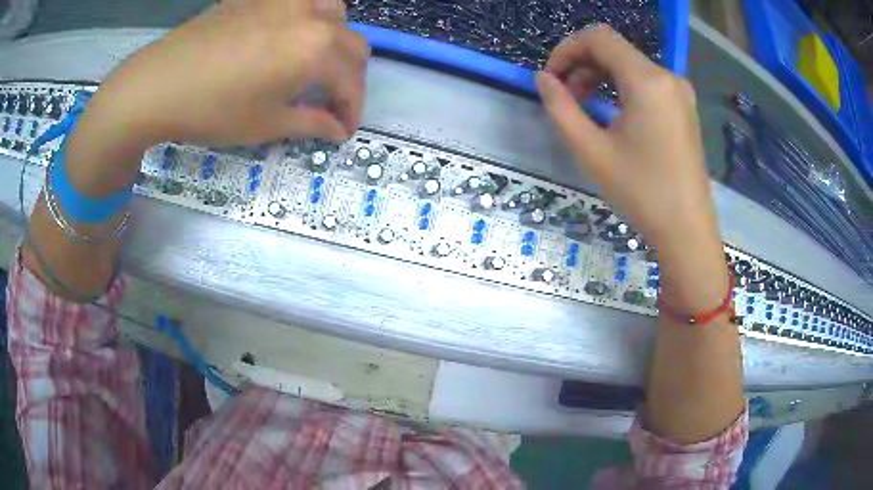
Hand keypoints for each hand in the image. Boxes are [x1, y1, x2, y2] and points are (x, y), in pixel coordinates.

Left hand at [67, 0, 368, 192]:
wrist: (159, 83)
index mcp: (318, 48)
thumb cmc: (214, 110)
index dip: (352, 110)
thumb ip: (311, 123)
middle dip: (348, 77)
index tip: (343, 131)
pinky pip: (300, 2)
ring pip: (333, 12)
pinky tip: (287, 36)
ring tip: (314, 60)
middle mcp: (312, 15)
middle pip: (352, 43)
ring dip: (334, 38)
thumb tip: (337, 129)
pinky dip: (307, 19)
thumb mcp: (267, 124)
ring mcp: (285, 0)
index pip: (352, 82)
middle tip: (330, 101)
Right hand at [536, 25, 715, 255]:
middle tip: (564, 97)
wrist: (687, 230)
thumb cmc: (641, 193)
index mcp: (647, 81)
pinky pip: (646, 82)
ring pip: (630, 65)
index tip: (551, 78)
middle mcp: (667, 77)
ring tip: (584, 106)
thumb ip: (561, 108)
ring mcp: (679, 92)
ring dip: (600, 76)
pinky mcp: (684, 106)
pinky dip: (621, 87)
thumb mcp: (592, 151)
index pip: (598, 38)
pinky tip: (612, 113)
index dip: (566, 49)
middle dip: (582, 64)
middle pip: (614, 49)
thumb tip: (543, 79)